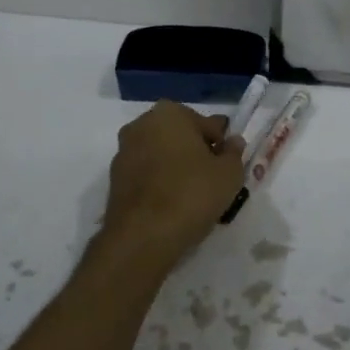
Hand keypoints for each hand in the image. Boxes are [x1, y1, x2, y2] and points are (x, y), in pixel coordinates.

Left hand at [101, 101, 245, 264]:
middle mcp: (141, 125)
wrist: (143, 236)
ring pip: (162, 155)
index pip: (207, 125)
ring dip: (177, 168)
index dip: (222, 145)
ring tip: (194, 196)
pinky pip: (147, 174)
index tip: (229, 165)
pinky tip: (173, 204)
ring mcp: (124, 152)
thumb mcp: (229, 174)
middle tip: (214, 180)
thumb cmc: (191, 194)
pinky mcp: (115, 179)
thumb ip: (234, 153)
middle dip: (197, 153)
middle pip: (181, 137)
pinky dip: (160, 183)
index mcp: (170, 113)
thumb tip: (233, 142)